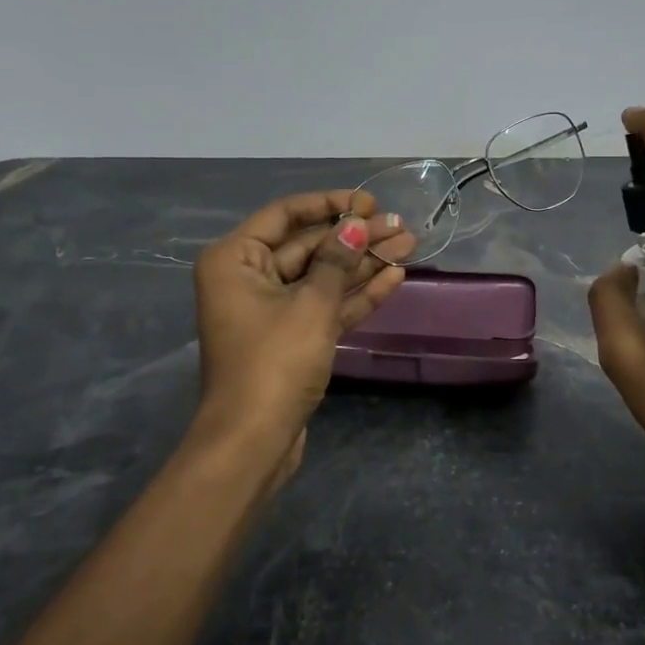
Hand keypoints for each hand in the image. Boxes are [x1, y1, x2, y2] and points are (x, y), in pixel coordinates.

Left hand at [192, 188, 413, 481]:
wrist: (254, 441)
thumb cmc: (275, 362)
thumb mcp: (311, 305)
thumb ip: (337, 260)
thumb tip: (358, 224)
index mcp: (236, 259)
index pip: (286, 215)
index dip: (330, 205)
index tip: (369, 202)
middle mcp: (249, 278)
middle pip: (309, 247)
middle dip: (356, 237)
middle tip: (402, 225)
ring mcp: (272, 311)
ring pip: (323, 277)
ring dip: (363, 263)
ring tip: (409, 245)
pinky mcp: (292, 339)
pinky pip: (326, 306)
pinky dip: (356, 294)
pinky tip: (394, 277)